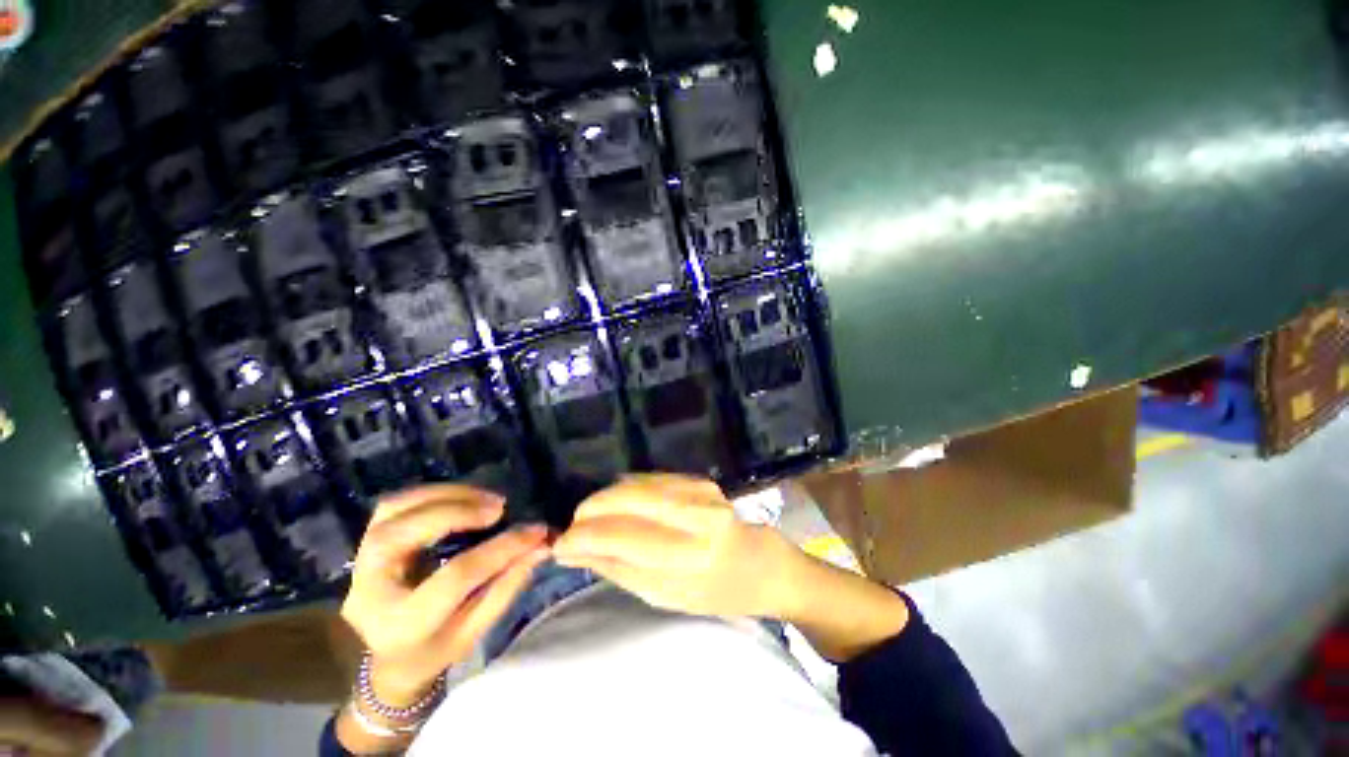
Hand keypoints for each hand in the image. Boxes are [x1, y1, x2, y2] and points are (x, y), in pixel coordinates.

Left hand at [340, 485, 550, 706]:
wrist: (390, 658)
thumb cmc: (437, 649)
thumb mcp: (476, 630)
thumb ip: (507, 584)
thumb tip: (541, 544)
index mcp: (402, 624)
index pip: (455, 576)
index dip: (500, 549)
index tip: (536, 531)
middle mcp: (370, 590)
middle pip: (403, 534)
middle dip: (456, 512)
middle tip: (499, 508)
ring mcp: (361, 563)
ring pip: (393, 510)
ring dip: (444, 495)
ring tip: (485, 498)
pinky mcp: (365, 544)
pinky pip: (393, 505)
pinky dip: (431, 493)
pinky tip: (462, 497)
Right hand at [552, 474, 795, 617]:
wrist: (759, 563)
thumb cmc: (714, 592)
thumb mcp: (665, 595)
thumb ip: (618, 569)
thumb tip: (573, 551)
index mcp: (692, 558)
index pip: (626, 539)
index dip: (588, 537)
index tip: (561, 542)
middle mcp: (699, 517)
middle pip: (631, 500)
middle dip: (594, 508)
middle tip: (574, 523)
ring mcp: (703, 492)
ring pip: (640, 484)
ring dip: (608, 496)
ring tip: (590, 513)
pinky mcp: (701, 480)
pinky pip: (654, 479)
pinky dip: (629, 487)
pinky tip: (616, 498)